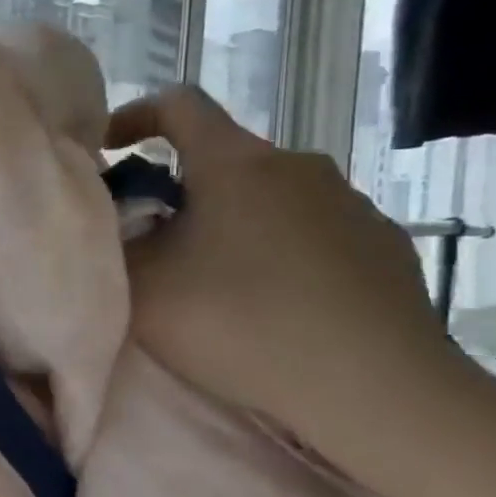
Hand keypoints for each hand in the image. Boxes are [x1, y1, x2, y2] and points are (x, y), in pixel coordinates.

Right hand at [107, 86, 462, 445]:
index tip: (109, 149)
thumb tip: (118, 222)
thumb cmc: (241, 323)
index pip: (178, 104)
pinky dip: (279, 249)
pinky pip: (312, 231)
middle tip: (153, 239)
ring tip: (214, 280)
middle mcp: (298, 166)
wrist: (377, 392)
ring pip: (269, 196)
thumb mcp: (143, 286)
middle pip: (223, 157)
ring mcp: (351, 204)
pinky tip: (274, 303)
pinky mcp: (386, 246)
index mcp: (235, 162)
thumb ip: (115, 242)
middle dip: (180, 187)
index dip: (135, 115)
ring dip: (232, 221)